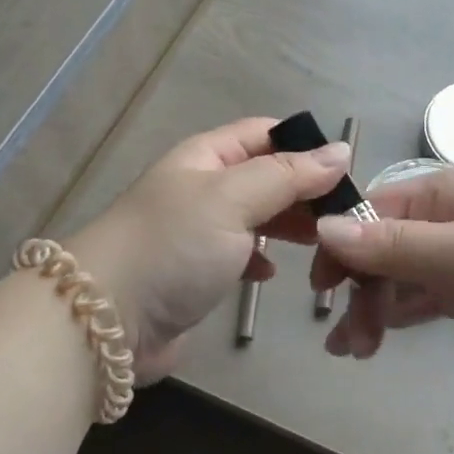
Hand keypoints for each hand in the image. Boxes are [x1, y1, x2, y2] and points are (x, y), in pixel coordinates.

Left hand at [69, 118, 352, 384]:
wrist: (105, 320)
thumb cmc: (173, 246)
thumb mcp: (232, 199)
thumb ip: (287, 175)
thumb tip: (340, 150)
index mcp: (207, 157)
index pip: (265, 133)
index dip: (306, 146)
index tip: (347, 172)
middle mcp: (204, 187)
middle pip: (266, 176)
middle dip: (304, 191)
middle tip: (344, 217)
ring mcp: (199, 231)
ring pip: (257, 216)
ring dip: (289, 226)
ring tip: (322, 245)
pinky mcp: (197, 272)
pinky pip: (241, 253)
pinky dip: (261, 257)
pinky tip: (270, 273)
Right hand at [310, 169, 453, 389]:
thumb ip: (390, 245)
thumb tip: (323, 227)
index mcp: (443, 193)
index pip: (372, 211)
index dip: (341, 244)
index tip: (321, 285)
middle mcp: (446, 220)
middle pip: (380, 248)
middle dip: (358, 288)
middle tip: (346, 337)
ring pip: (397, 278)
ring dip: (371, 309)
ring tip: (353, 350)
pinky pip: (419, 300)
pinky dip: (395, 317)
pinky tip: (372, 342)